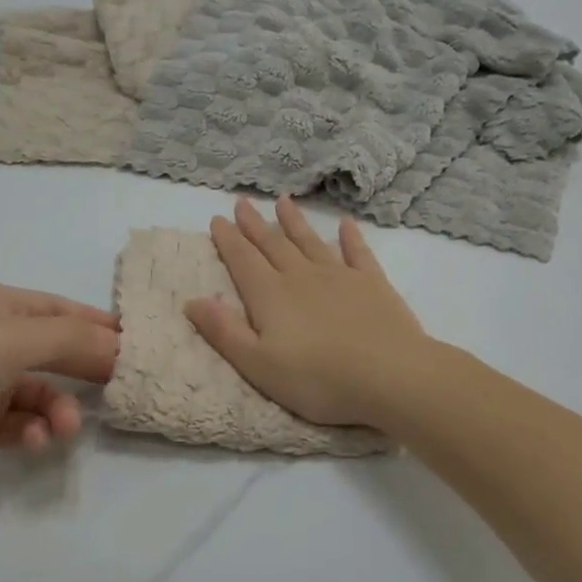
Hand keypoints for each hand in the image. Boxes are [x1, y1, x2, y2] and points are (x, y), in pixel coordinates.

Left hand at [0, 283, 119, 484]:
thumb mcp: (16, 337)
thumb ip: (74, 340)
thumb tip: (121, 347)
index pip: (61, 311)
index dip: (98, 327)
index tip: (135, 349)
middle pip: (54, 354)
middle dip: (84, 373)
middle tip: (118, 392)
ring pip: (38, 395)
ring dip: (57, 410)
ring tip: (63, 429)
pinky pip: (16, 426)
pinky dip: (31, 433)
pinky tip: (34, 442)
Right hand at [184, 197, 434, 427]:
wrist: (390, 376)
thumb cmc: (318, 380)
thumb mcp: (258, 365)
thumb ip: (224, 332)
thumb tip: (191, 300)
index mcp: (270, 296)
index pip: (242, 261)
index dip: (228, 240)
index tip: (217, 219)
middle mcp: (301, 277)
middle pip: (273, 245)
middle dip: (255, 224)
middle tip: (242, 202)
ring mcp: (340, 277)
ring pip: (310, 242)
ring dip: (294, 222)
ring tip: (283, 201)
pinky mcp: (373, 284)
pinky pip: (357, 253)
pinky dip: (350, 237)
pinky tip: (345, 224)